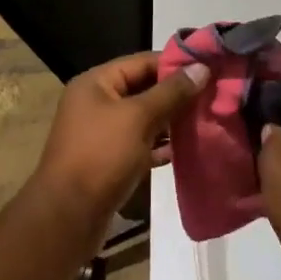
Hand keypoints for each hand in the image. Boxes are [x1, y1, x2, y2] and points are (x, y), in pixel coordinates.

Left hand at [30, 52, 206, 248]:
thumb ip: (171, 92)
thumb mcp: (139, 118)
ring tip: (206, 119)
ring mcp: (101, 133)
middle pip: (144, 89)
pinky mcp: (109, 160)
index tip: (209, 67)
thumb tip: (202, 67)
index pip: (142, 62)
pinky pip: (140, 144)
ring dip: (171, 120)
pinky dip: (161, 146)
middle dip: (177, 94)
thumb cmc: (101, 156)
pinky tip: (186, 149)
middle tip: (213, 95)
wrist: (67, 217)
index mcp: (96, 83)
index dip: (175, 63)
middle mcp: (96, 103)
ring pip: (144, 118)